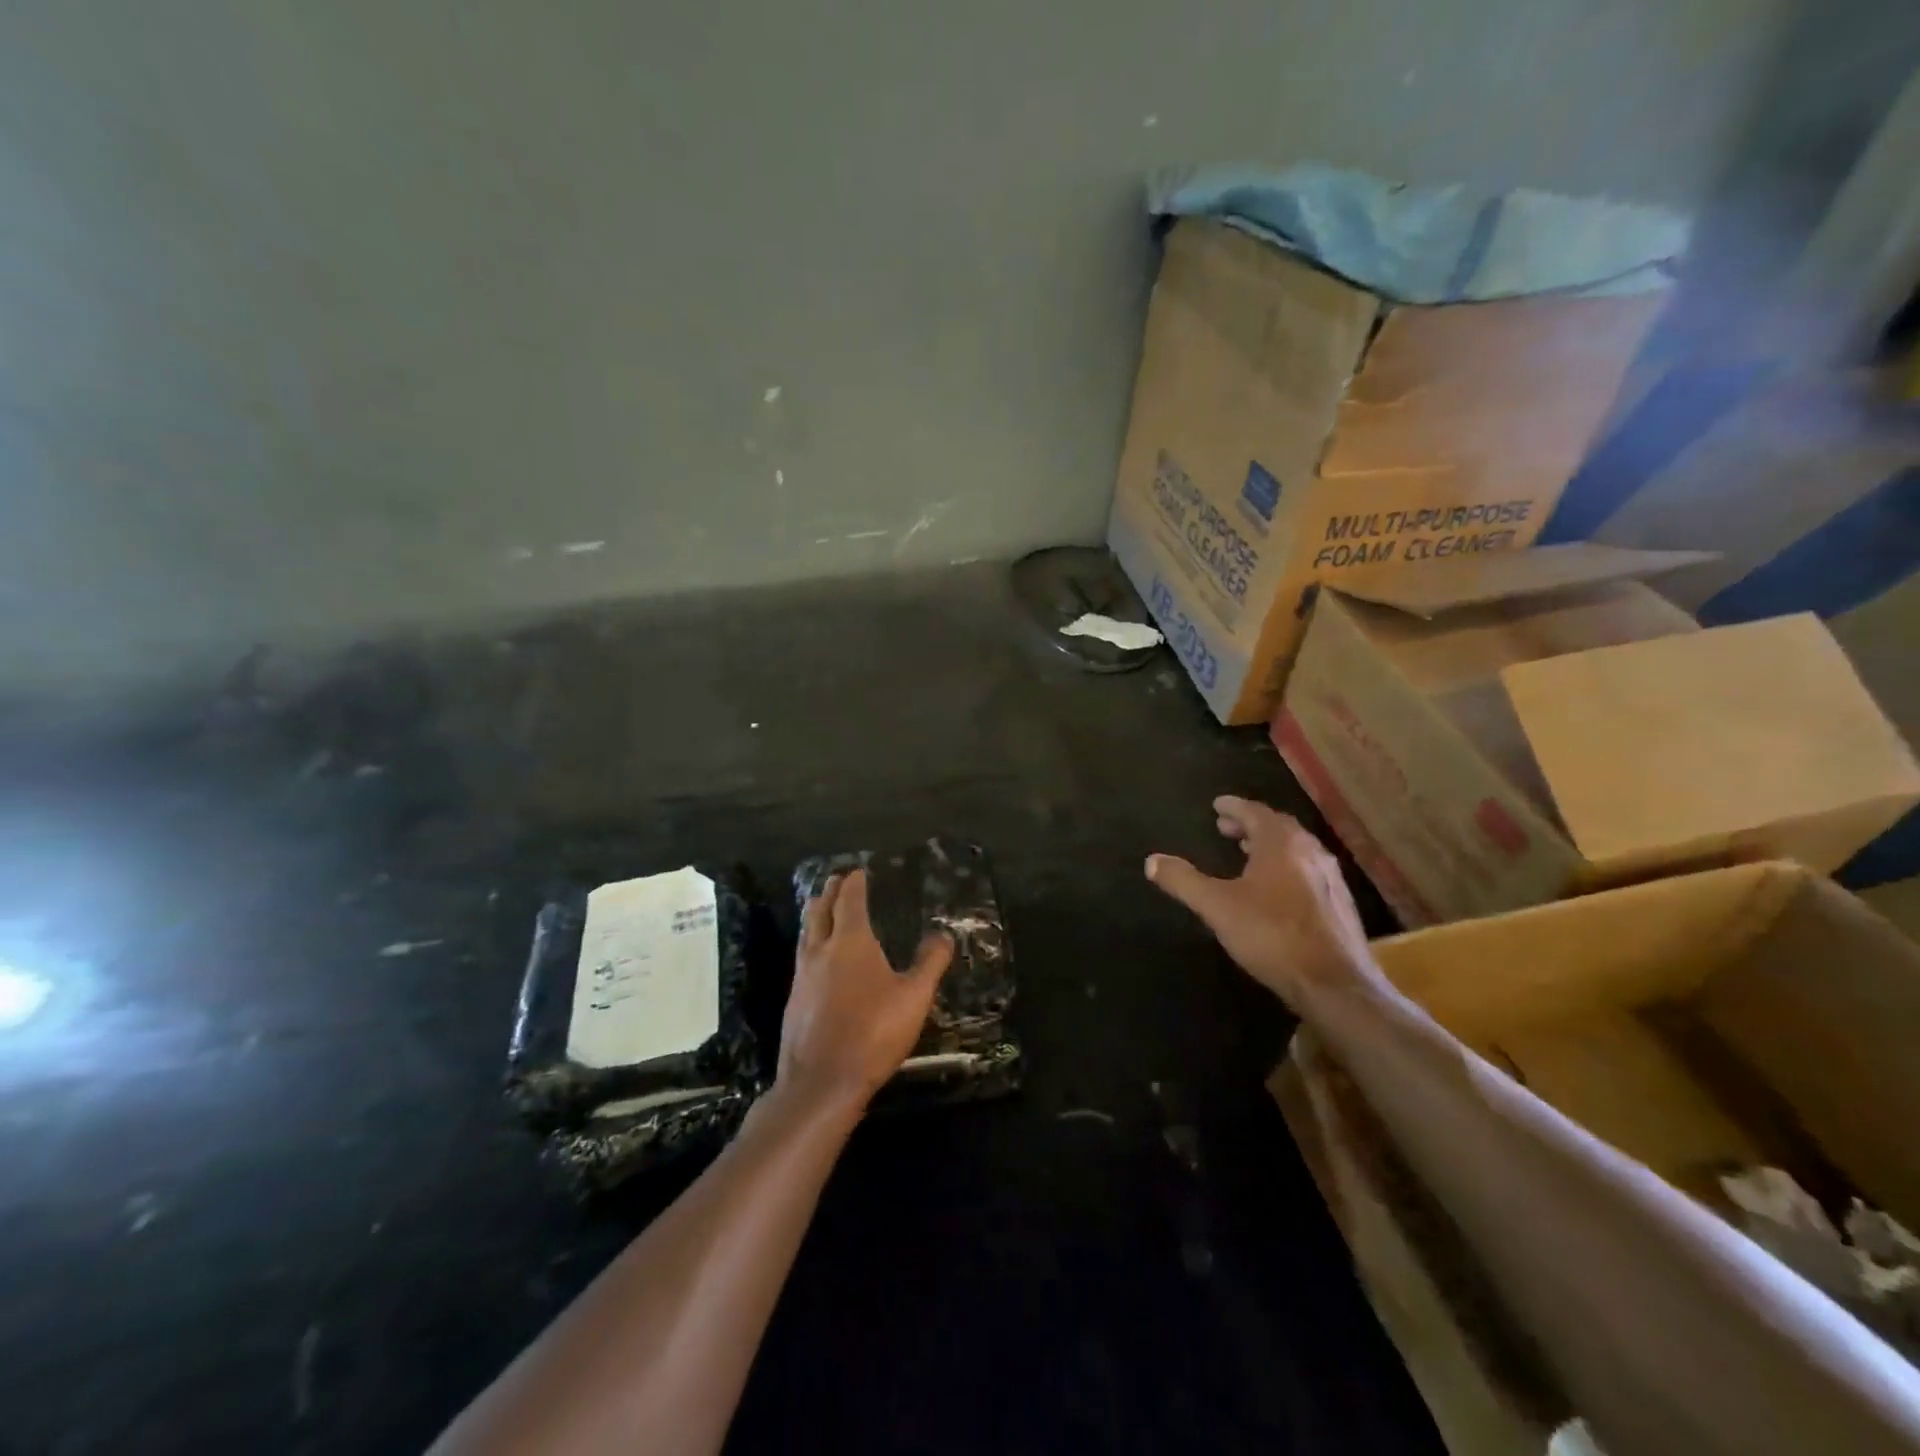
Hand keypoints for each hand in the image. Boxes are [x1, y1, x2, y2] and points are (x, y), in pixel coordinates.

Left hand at [776, 870, 953, 1119]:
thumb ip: (930, 963)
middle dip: (828, 893)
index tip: (857, 871)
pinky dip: (809, 943)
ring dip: (814, 915)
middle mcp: (821, 951)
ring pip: (805, 934)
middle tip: (834, 881)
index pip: (849, 901)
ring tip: (819, 908)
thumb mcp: (914, 998)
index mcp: (851, 942)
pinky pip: (801, 958)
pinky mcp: (793, 1001)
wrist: (821, 1082)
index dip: (854, 884)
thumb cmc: (873, 1033)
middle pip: (820, 911)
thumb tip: (943, 934)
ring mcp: (802, 976)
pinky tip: (816, 959)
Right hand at [1146, 796, 1378, 1007]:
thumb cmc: (1271, 935)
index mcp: (1281, 843)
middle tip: (1227, 828)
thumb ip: (1183, 880)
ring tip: (1248, 853)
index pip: (1255, 812)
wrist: (1335, 984)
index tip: (1217, 805)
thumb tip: (1152, 860)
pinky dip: (1287, 866)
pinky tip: (1278, 888)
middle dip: (1251, 824)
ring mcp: (1331, 878)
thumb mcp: (1216, 907)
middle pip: (1278, 827)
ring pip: (1296, 849)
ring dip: (1270, 845)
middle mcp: (1310, 851)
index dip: (1233, 807)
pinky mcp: (1340, 904)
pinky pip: (1309, 871)